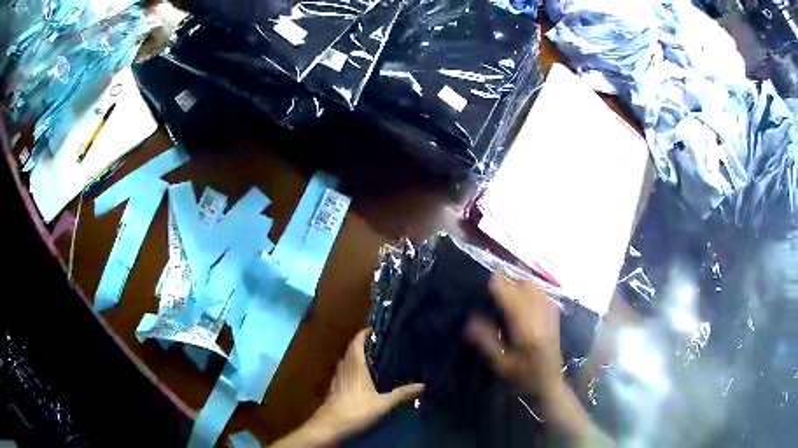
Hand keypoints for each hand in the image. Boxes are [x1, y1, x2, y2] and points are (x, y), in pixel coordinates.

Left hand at [308, 329, 423, 441]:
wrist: (330, 425)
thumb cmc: (356, 410)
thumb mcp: (383, 403)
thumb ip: (402, 394)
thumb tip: (423, 385)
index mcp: (355, 366)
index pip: (356, 343)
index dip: (364, 334)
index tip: (375, 329)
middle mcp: (344, 368)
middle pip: (351, 350)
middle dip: (363, 344)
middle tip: (379, 343)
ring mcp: (337, 378)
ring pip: (346, 361)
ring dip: (357, 356)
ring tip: (373, 357)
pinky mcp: (334, 388)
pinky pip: (344, 371)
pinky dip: (352, 368)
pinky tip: (362, 377)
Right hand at [466, 268, 563, 397]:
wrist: (549, 389)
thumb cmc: (522, 380)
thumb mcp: (502, 366)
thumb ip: (488, 342)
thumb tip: (471, 321)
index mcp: (525, 334)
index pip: (513, 303)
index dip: (503, 286)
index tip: (495, 272)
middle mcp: (540, 324)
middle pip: (529, 293)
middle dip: (516, 279)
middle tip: (503, 272)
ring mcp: (550, 323)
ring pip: (541, 294)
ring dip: (528, 283)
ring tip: (516, 277)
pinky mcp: (556, 325)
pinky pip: (549, 301)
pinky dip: (539, 291)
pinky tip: (533, 291)